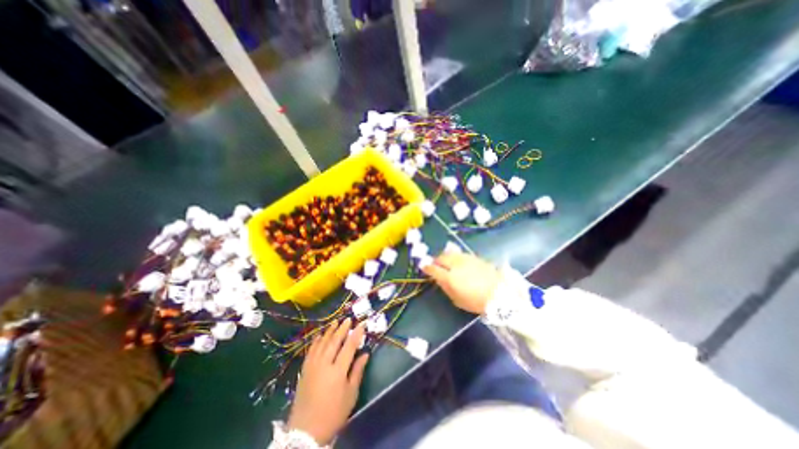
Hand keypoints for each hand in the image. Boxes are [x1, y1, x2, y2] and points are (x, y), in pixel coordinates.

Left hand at [288, 319, 368, 445]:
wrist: (306, 432)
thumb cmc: (333, 413)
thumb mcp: (350, 395)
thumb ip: (357, 371)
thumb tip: (365, 353)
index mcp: (338, 371)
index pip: (349, 346)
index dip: (356, 334)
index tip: (361, 324)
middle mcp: (324, 364)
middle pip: (334, 341)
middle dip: (342, 328)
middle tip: (348, 319)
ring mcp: (312, 366)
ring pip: (322, 343)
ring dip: (329, 331)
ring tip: (335, 322)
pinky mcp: (304, 370)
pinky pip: (310, 351)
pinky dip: (316, 341)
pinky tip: (319, 335)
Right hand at [425, 252, 497, 312]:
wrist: (500, 294)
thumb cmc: (476, 301)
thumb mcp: (457, 300)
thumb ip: (446, 287)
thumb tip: (439, 279)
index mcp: (450, 277)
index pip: (433, 269)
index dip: (427, 267)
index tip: (424, 267)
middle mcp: (456, 264)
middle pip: (441, 257)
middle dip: (436, 260)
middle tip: (436, 264)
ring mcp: (466, 259)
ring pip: (451, 253)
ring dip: (446, 256)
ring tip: (446, 262)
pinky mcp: (475, 257)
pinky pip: (461, 254)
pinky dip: (456, 257)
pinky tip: (459, 262)